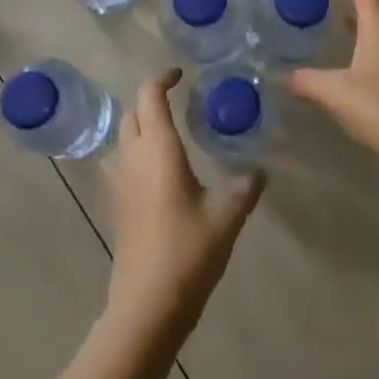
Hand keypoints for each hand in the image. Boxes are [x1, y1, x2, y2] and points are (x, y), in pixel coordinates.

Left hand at [103, 70, 264, 345]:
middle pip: (131, 112)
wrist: (147, 303)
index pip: (150, 96)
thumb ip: (245, 188)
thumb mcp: (227, 216)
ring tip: (172, 131)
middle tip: (179, 101)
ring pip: (124, 136)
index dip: (162, 78)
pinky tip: (163, 170)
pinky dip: (138, 150)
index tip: (181, 74)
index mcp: (158, 149)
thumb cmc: (188, 251)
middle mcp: (133, 157)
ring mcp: (120, 181)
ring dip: (142, 124)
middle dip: (151, 99)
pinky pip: (123, 161)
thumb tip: (260, 170)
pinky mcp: (118, 204)